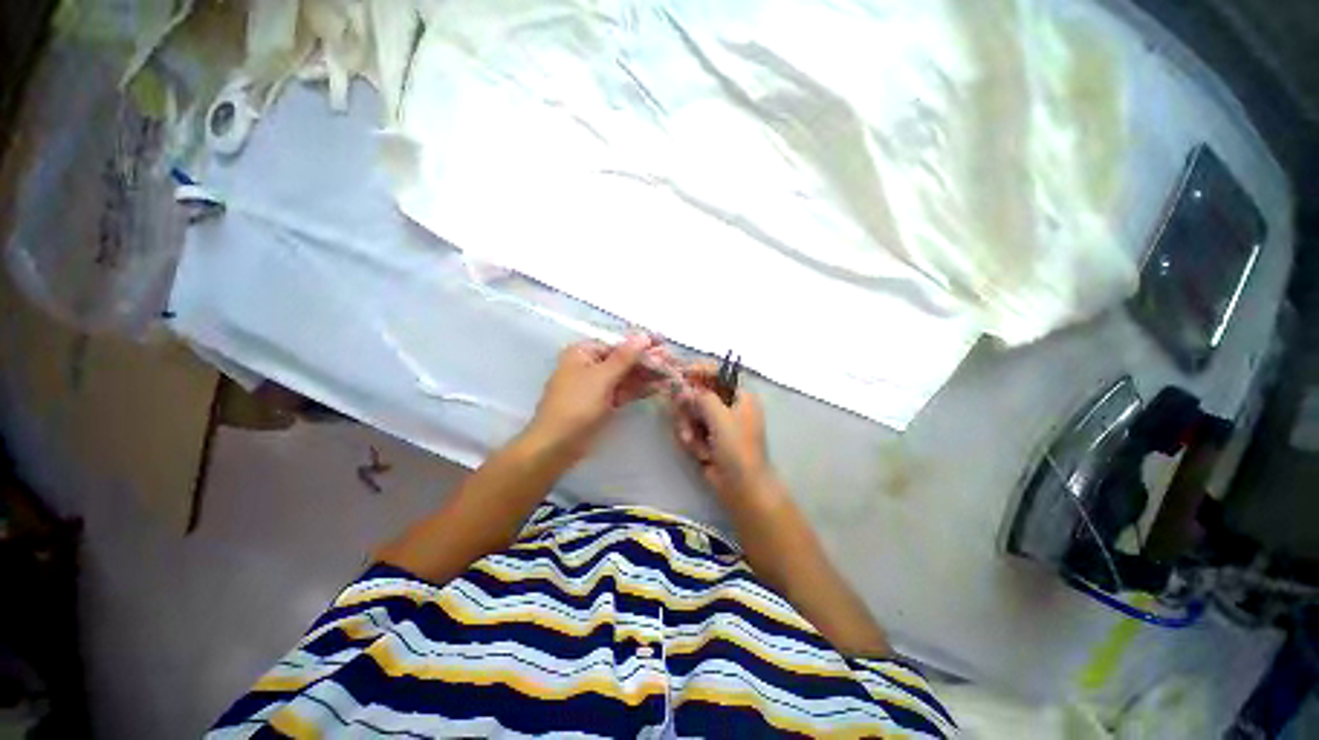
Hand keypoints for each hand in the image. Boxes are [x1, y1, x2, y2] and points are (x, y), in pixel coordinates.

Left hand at [526, 334, 666, 460]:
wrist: (558, 445)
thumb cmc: (576, 405)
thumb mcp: (601, 377)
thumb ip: (624, 357)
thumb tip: (643, 335)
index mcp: (583, 353)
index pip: (617, 344)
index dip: (640, 343)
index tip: (662, 343)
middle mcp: (589, 365)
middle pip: (623, 359)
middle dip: (646, 360)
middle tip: (671, 360)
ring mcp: (596, 386)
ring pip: (625, 376)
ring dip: (646, 375)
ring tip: (670, 373)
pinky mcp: (603, 403)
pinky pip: (623, 391)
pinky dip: (639, 389)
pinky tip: (658, 386)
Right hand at [670, 364, 772, 499]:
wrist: (741, 486)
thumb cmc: (737, 447)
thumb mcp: (721, 417)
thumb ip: (703, 397)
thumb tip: (687, 388)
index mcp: (741, 396)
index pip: (720, 373)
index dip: (701, 370)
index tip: (682, 373)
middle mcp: (730, 406)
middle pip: (701, 393)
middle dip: (689, 404)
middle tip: (679, 408)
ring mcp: (718, 423)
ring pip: (692, 412)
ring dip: (689, 426)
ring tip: (692, 441)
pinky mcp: (708, 438)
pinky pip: (692, 428)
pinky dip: (692, 439)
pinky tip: (698, 452)